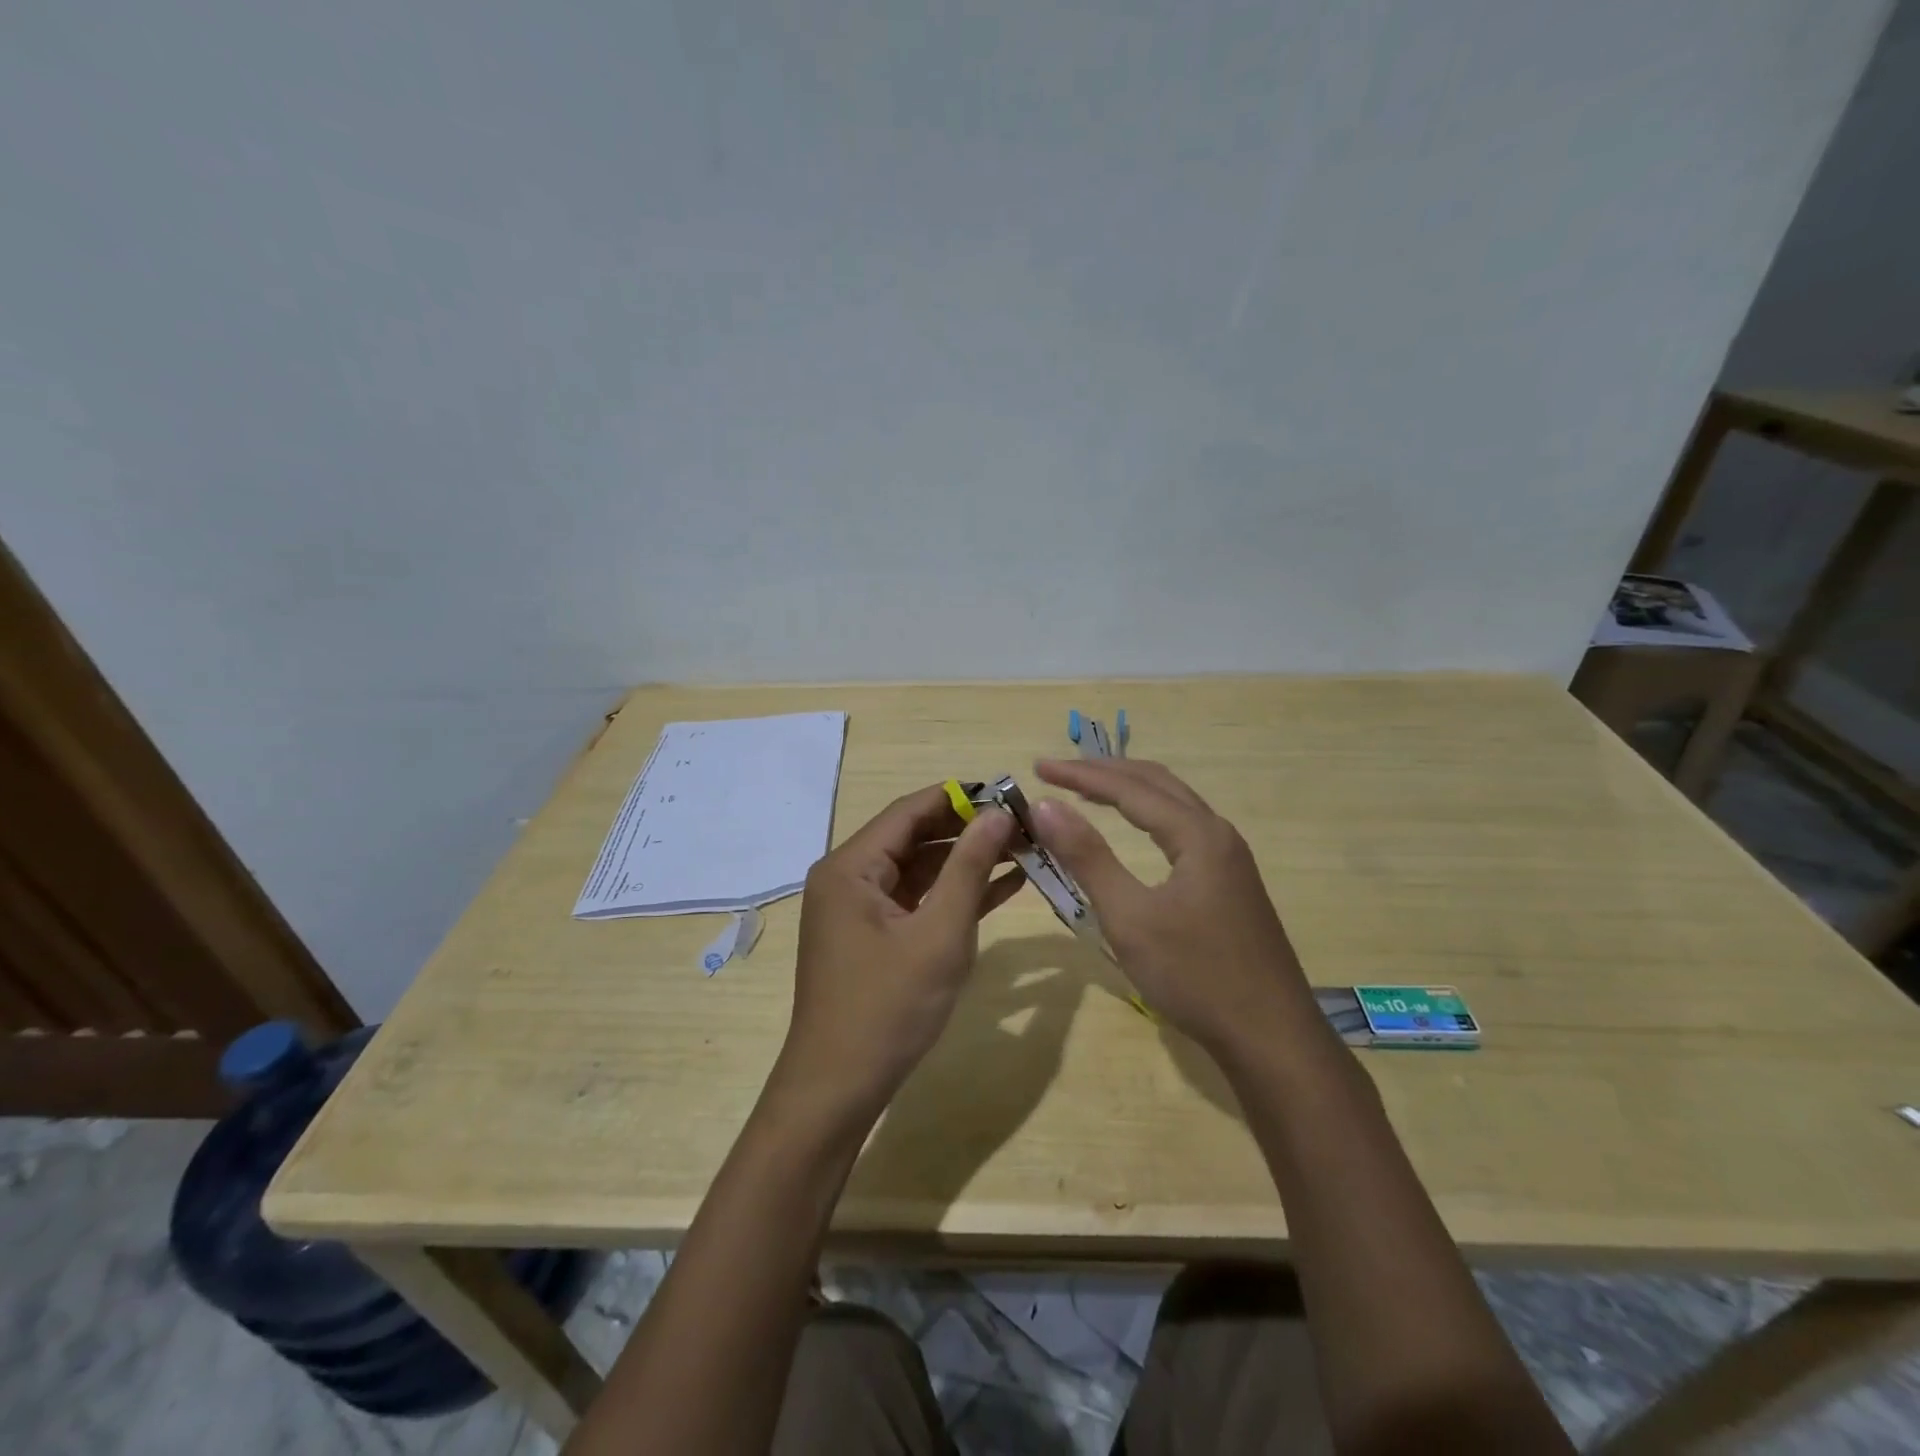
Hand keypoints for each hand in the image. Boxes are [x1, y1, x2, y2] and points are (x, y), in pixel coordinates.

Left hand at [774, 784, 1025, 1121]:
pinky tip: (1004, 886)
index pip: (910, 810)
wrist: (840, 1089)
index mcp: (851, 866)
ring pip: (920, 869)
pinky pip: (917, 900)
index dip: (962, 797)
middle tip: (1025, 826)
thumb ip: (969, 868)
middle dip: (970, 830)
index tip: (1011, 793)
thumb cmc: (888, 1007)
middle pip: (915, 837)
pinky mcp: (874, 935)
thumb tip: (997, 813)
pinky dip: (954, 894)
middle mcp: (849, 877)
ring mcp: (860, 908)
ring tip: (1024, 851)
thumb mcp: (939, 933)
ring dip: (967, 862)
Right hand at [1030, 758, 1314, 1052]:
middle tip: (1058, 771)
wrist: (1271, 1037)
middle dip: (1105, 772)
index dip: (1081, 774)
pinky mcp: (1231, 883)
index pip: (1129, 788)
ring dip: (1129, 790)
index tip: (1038, 767)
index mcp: (1197, 835)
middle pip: (1157, 783)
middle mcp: (1218, 834)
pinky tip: (1136, 830)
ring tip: (1088, 790)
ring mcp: (1230, 859)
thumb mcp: (1130, 917)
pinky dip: (1149, 815)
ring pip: (1174, 804)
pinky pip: (1184, 828)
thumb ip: (1087, 857)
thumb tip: (1046, 806)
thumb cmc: (1195, 975)